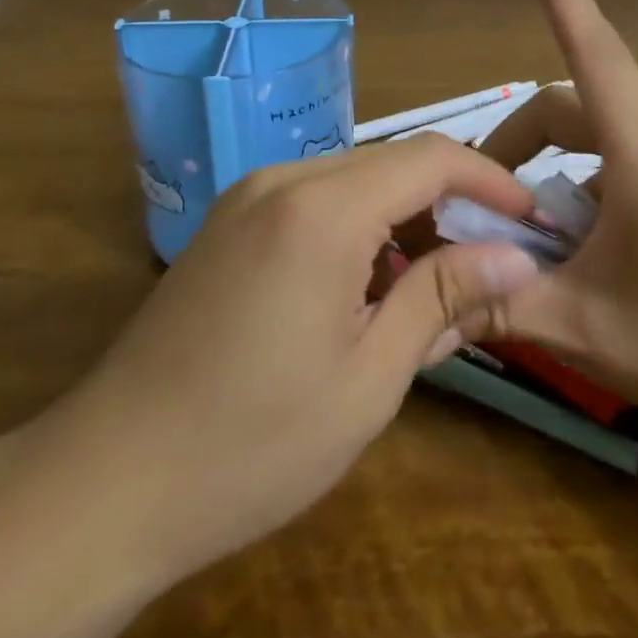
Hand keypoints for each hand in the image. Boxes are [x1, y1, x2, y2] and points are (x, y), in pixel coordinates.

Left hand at [23, 137, 541, 591]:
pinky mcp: (227, 223)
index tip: (531, 220)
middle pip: (391, 163)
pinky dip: (358, 228)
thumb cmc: (252, 444)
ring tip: (434, 286)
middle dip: (450, 202)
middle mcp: (282, 179)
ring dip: (403, 218)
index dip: (490, 180)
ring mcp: (246, 198)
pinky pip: (314, 201)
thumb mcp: (370, 377)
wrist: (106, 479)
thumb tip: (518, 258)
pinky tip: (367, 288)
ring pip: (353, 180)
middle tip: (490, 265)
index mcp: (322, 209)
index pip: (430, 158)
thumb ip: (443, 298)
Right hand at [480, 0, 637, 454]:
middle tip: (485, 207)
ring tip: (538, 246)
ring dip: (558, 177)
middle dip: (521, 146)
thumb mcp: (584, 328)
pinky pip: (634, 166)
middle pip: (576, 110)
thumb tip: (434, 297)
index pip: (592, 48)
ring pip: (604, 143)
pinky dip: (594, 191)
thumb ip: (500, 302)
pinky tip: (592, 256)